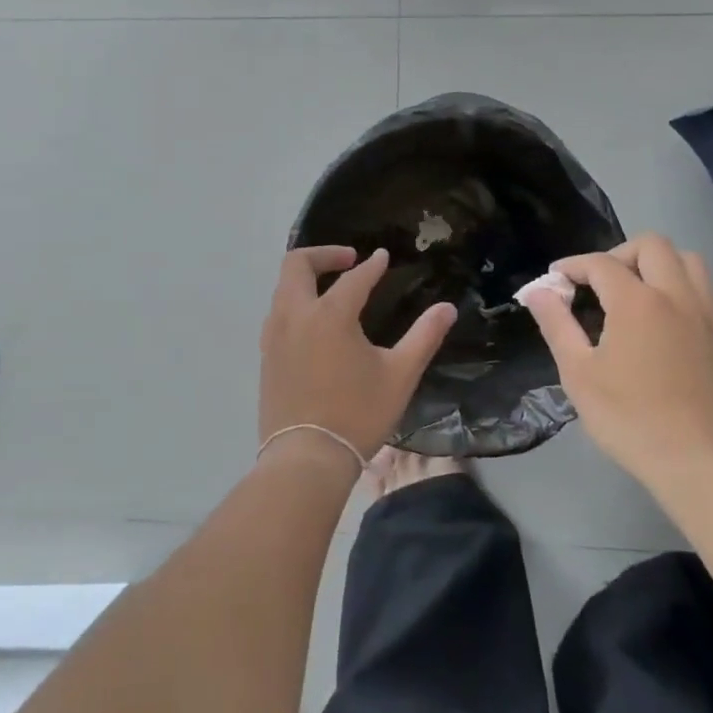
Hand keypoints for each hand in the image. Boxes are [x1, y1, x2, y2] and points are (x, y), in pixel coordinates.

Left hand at [259, 246, 457, 464]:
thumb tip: (447, 308)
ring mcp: (274, 335)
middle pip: (297, 264)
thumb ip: (424, 336)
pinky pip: (277, 312)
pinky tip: (314, 322)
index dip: (372, 265)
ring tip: (331, 287)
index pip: (354, 278)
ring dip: (305, 277)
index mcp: (330, 314)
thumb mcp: (400, 375)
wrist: (305, 458)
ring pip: (282, 287)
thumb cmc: (357, 414)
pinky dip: (295, 301)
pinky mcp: (265, 356)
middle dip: (323, 254)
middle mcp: (295, 315)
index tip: (383, 257)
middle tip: (348, 259)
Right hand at [521, 233, 712, 486]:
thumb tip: (538, 291)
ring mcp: (706, 314)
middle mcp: (676, 296)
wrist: (700, 463)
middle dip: (617, 254)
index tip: (555, 280)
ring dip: (657, 263)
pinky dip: (681, 286)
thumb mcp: (578, 374)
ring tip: (635, 292)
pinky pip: (705, 289)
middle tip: (597, 284)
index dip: (572, 266)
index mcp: (637, 302)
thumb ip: (556, 324)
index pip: (600, 263)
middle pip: (651, 245)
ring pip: (687, 260)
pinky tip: (665, 317)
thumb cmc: (629, 419)